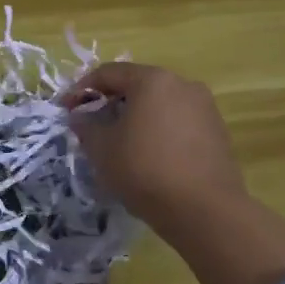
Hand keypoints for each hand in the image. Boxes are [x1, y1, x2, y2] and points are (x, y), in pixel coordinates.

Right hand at [62, 62, 246, 247]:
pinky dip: (158, 131)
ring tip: (119, 142)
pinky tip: (148, 156)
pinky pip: (178, 123)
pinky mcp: (217, 133)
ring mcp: (205, 108)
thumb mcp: (101, 148)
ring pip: (159, 104)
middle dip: (110, 102)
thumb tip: (80, 117)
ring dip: (136, 117)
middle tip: (91, 124)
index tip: (67, 109)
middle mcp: (183, 85)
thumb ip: (85, 125)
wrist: (204, 210)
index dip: (82, 89)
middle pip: (137, 86)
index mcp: (152, 80)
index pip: (108, 73)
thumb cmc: (144, 170)